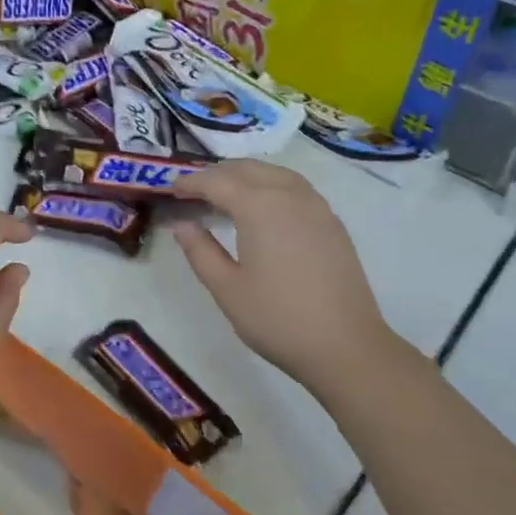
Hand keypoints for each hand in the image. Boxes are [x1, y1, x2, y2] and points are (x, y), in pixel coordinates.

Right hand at [172, 162, 399, 402]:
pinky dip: (270, 186)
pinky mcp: (332, 223)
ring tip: (224, 196)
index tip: (170, 190)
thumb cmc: (277, 318)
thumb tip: (181, 225)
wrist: (345, 345)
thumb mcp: (226, 288)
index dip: (190, 183)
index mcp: (260, 207)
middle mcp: (289, 195)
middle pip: (248, 169)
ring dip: (246, 176)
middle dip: (217, 174)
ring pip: (275, 173)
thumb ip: (200, 251)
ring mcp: (316, 207)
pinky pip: (295, 188)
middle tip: (193, 192)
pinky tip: (263, 210)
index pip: (217, 182)